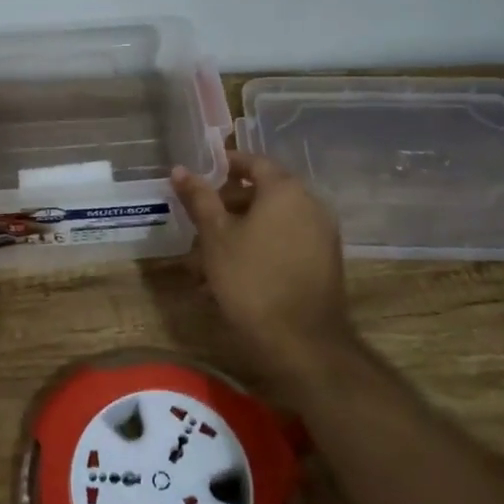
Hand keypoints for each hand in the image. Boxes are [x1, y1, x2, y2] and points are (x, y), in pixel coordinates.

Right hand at [171, 154, 353, 374]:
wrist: (302, 342)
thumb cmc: (252, 279)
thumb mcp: (216, 237)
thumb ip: (200, 198)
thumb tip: (180, 169)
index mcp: (285, 189)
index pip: (254, 161)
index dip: (226, 164)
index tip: (202, 173)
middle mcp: (310, 204)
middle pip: (263, 193)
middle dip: (228, 206)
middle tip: (199, 223)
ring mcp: (321, 234)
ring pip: (272, 222)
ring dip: (240, 232)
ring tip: (207, 260)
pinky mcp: (324, 262)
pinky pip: (286, 242)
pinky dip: (260, 248)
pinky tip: (233, 277)